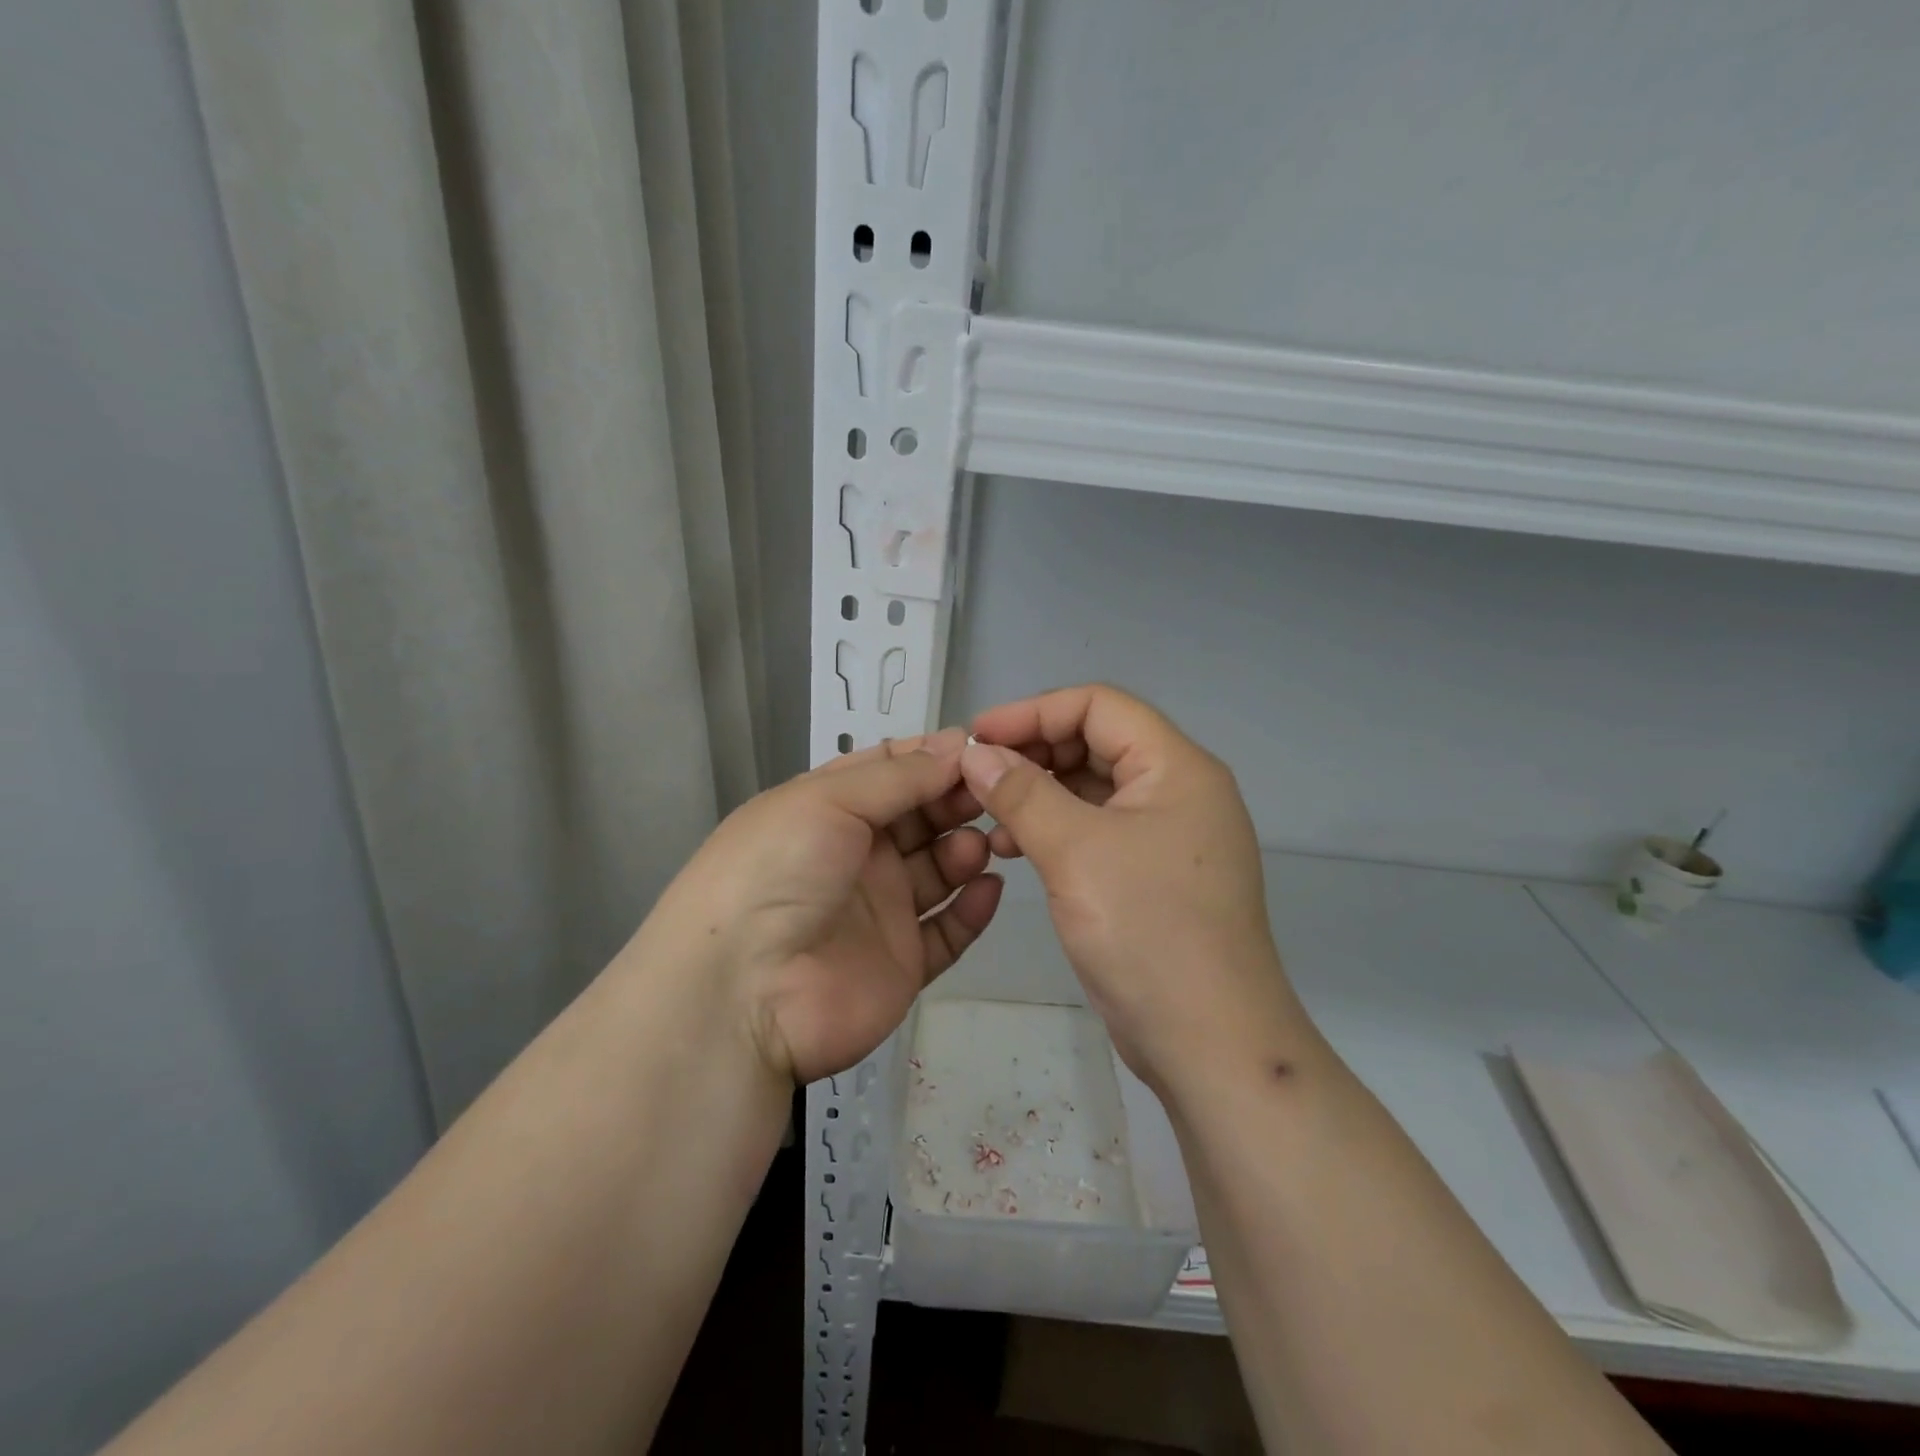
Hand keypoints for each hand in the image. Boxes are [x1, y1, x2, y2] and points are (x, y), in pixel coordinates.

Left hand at [646, 728, 1002, 1085]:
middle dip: (956, 799)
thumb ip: (899, 776)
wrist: (742, 994)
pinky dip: (973, 908)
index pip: (890, 771)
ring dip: (965, 850)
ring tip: (980, 844)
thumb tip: (958, 744)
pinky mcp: (902, 963)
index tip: (979, 747)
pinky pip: (948, 930)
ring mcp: (880, 910)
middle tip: (994, 793)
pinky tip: (989, 887)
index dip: (933, 757)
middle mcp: (856, 855)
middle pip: (921, 816)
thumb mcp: (828, 801)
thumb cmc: (778, 872)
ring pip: (939, 870)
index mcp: (828, 809)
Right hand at [961, 685, 1296, 1085]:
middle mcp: (1177, 791)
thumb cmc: (1148, 932)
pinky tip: (1013, 848)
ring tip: (987, 815)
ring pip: (1092, 789)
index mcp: (1176, 767)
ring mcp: (1167, 835)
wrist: (1209, 1043)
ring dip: (1038, 793)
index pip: (1099, 706)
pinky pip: (1096, 830)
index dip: (1033, 712)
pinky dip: (1054, 829)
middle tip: (976, 774)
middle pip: (1095, 743)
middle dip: (1033, 752)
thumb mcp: (1075, 852)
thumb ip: (1021, 793)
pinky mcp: (1152, 874)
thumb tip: (974, 751)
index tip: (976, 735)